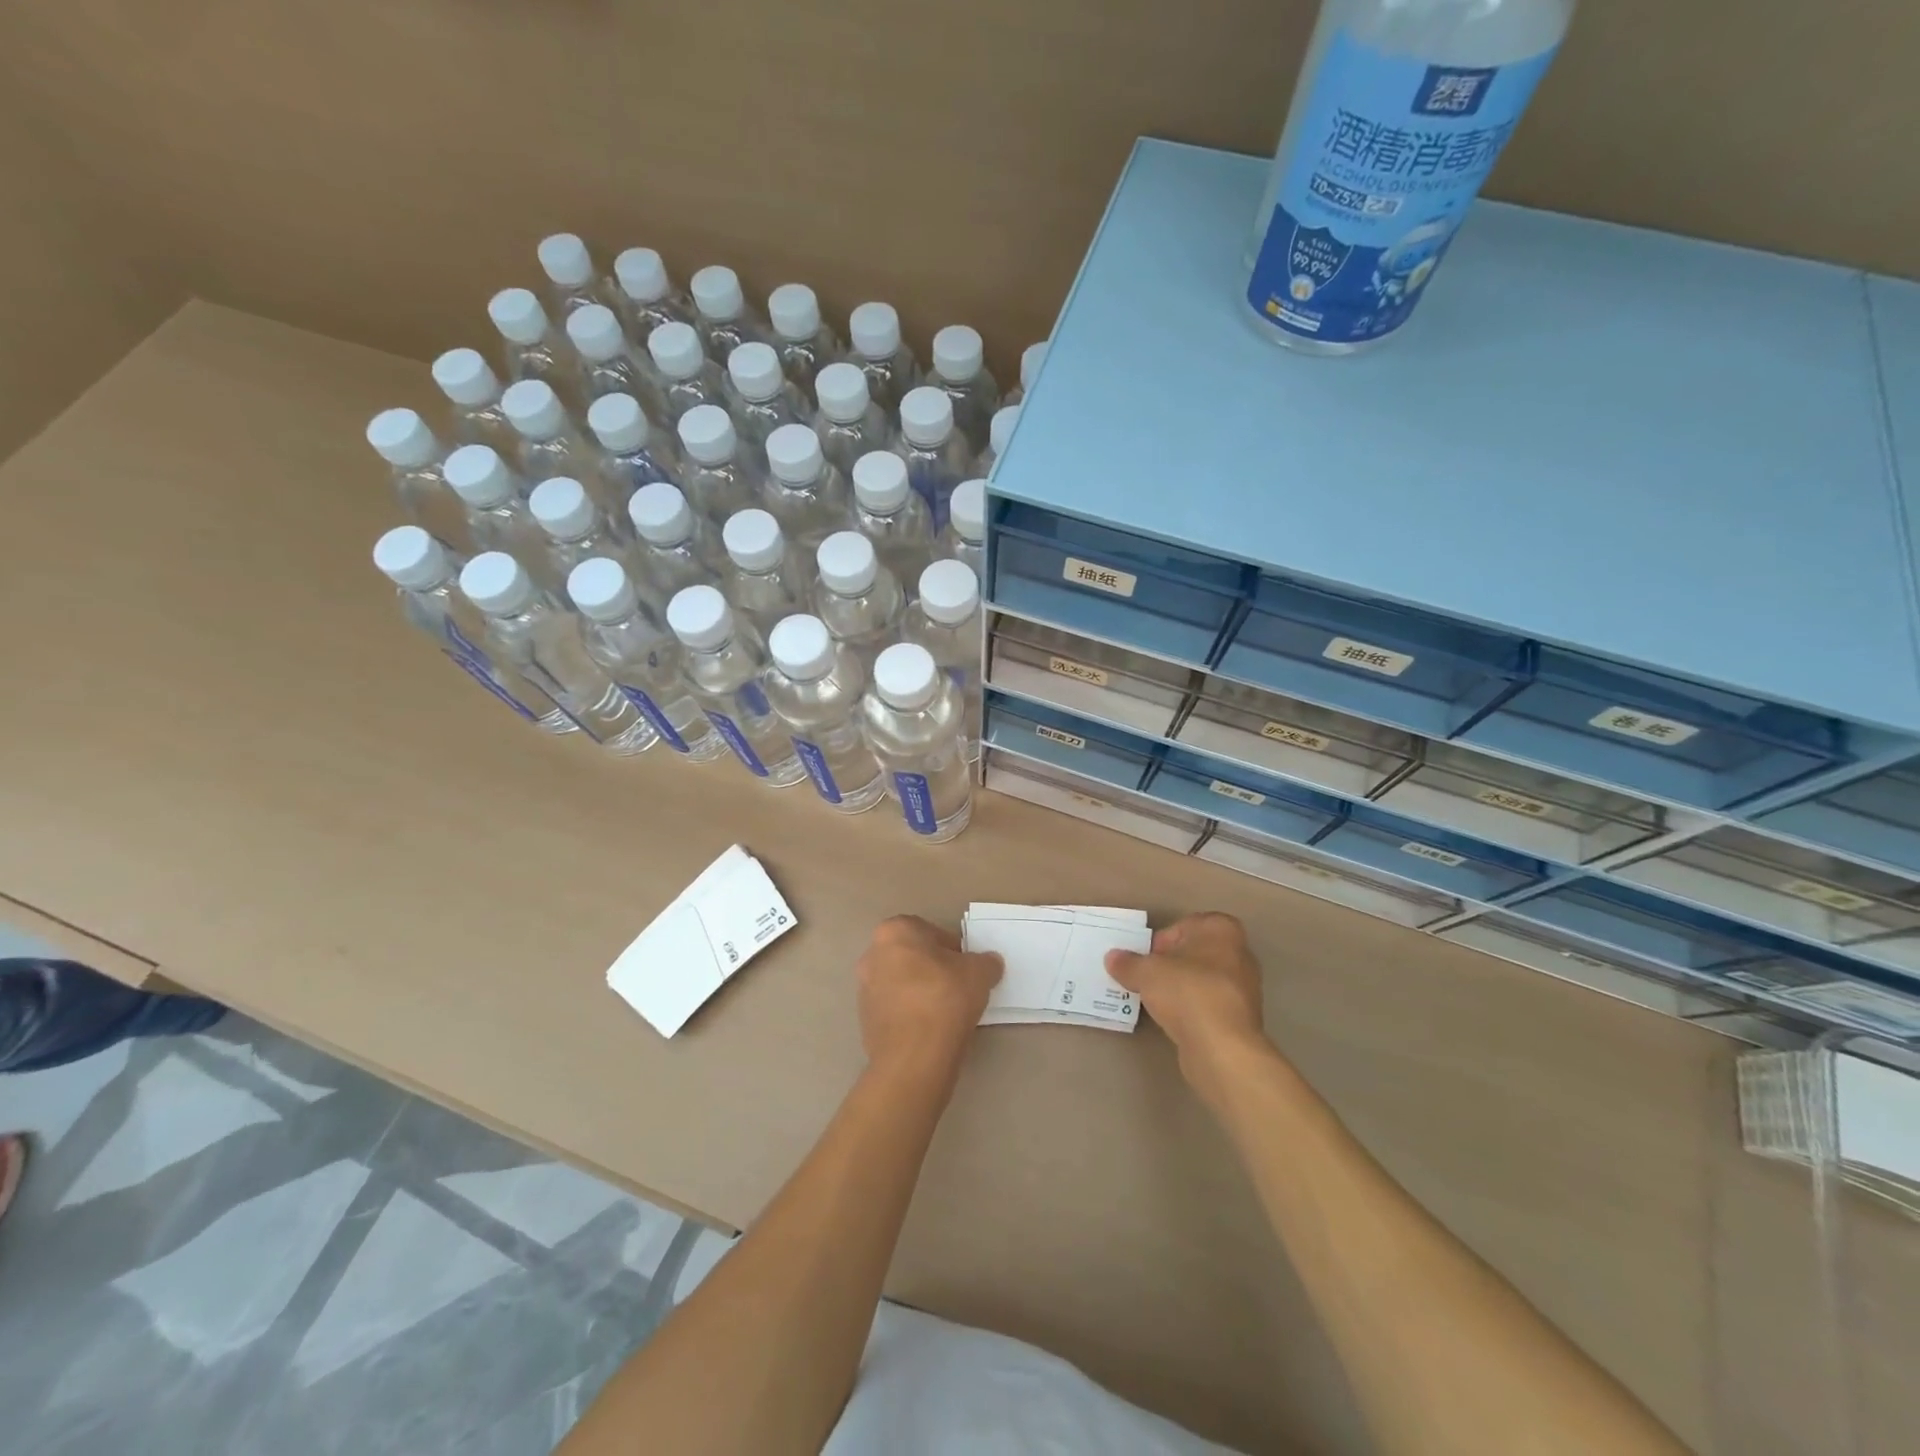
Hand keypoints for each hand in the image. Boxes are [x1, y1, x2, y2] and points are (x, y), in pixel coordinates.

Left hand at [856, 916, 1003, 1084]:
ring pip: (900, 983)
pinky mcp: (864, 1020)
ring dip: (920, 991)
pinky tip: (929, 1029)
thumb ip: (986, 962)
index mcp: (894, 931)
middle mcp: (872, 954)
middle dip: (933, 968)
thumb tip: (989, 963)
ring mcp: (864, 989)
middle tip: (958, 987)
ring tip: (946, 1012)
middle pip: (911, 956)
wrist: (913, 1056)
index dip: (952, 949)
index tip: (966, 968)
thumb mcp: (979, 973)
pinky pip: (894, 1009)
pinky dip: (910, 1014)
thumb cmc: (944, 998)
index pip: (929, 931)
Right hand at [1106, 913, 1271, 1105]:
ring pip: (1203, 980)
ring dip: (1181, 988)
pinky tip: (1173, 1020)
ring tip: (1155, 1000)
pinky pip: (1209, 1005)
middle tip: (1147, 977)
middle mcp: (1239, 954)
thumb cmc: (1187, 992)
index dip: (1163, 939)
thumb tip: (1113, 958)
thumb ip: (1128, 963)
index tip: (1147, 957)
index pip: (1186, 925)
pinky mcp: (1241, 1018)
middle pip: (1196, 952)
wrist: (1222, 1047)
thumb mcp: (1146, 972)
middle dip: (1171, 964)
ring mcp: (1244, 988)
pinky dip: (1192, 1009)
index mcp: (1222, 930)